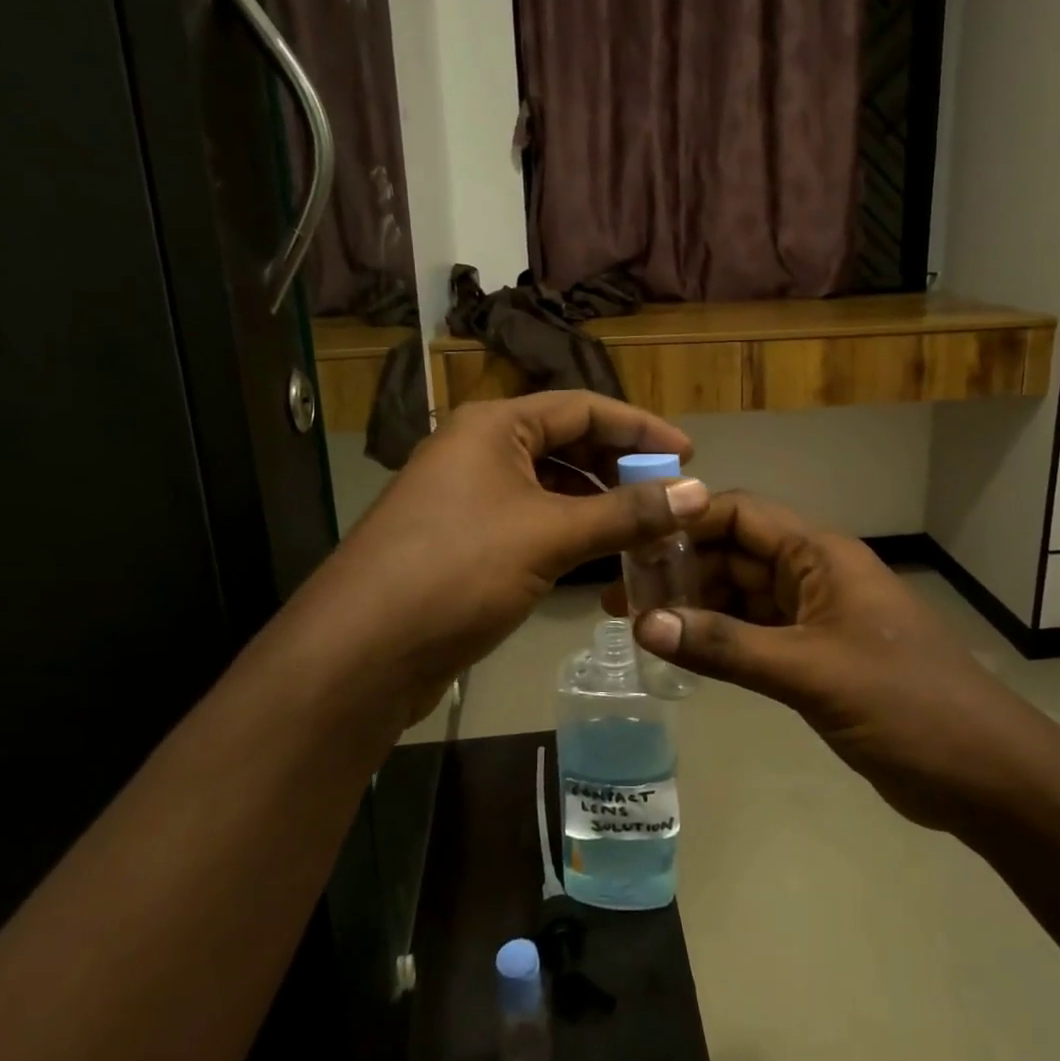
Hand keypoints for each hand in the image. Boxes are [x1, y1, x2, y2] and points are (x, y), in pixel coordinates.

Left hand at [278, 392, 708, 731]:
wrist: (361, 652)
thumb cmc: (457, 570)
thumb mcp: (549, 535)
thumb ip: (626, 513)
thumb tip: (698, 493)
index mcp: (494, 426)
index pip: (583, 407)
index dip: (640, 427)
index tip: (689, 455)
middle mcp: (478, 449)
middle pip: (566, 442)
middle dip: (620, 466)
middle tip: (669, 495)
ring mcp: (467, 496)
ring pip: (549, 485)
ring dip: (597, 501)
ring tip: (644, 526)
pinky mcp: (464, 540)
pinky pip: (531, 519)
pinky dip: (569, 529)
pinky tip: (598, 553)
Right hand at [610, 492, 1055, 836]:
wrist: (984, 774)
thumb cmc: (905, 705)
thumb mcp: (810, 672)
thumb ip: (726, 647)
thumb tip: (645, 623)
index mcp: (820, 555)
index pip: (741, 514)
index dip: (687, 521)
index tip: (632, 541)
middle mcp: (813, 575)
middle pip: (734, 554)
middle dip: (680, 569)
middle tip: (621, 595)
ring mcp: (814, 617)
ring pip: (741, 596)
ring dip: (695, 606)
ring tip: (636, 624)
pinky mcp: (814, 657)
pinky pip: (755, 634)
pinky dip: (719, 639)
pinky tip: (680, 651)